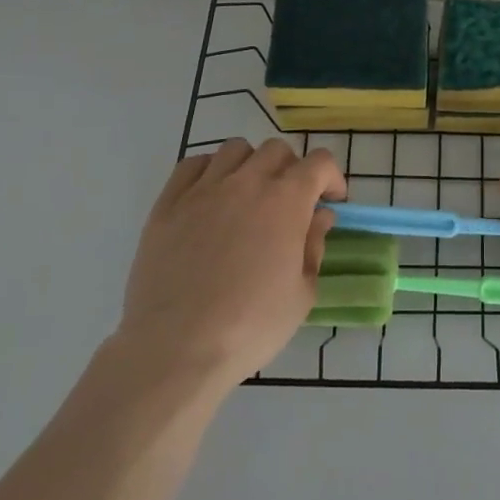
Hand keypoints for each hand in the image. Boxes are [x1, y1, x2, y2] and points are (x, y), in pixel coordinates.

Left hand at [115, 138, 345, 396]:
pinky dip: (209, 171)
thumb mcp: (302, 294)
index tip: (331, 201)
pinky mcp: (168, 204)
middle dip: (292, 169)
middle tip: (290, 201)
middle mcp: (247, 182)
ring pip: (235, 149)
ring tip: (248, 195)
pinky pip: (192, 165)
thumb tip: (319, 217)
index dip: (331, 178)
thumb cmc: (250, 326)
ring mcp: (204, 189)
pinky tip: (211, 197)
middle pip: (277, 150)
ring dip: (251, 164)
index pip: (320, 162)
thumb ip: (314, 246)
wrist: (176, 349)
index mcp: (286, 200)